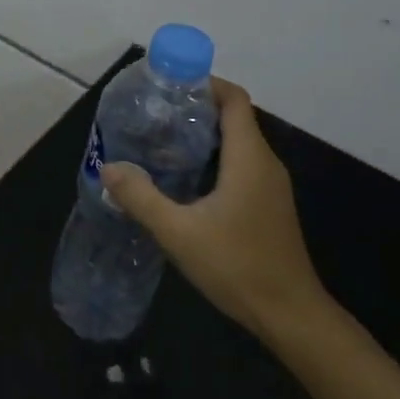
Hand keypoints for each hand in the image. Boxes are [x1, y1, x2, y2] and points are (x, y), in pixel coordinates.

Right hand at [102, 78, 329, 339]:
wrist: (290, 315)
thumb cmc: (237, 265)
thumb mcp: (179, 232)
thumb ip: (141, 197)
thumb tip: (109, 167)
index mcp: (249, 157)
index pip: (234, 99)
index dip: (205, 83)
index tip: (170, 85)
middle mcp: (264, 163)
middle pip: (234, 117)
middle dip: (196, 108)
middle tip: (154, 114)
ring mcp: (270, 185)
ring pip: (237, 142)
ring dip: (203, 135)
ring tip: (161, 141)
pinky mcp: (268, 204)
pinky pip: (240, 164)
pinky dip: (213, 158)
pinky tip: (184, 178)